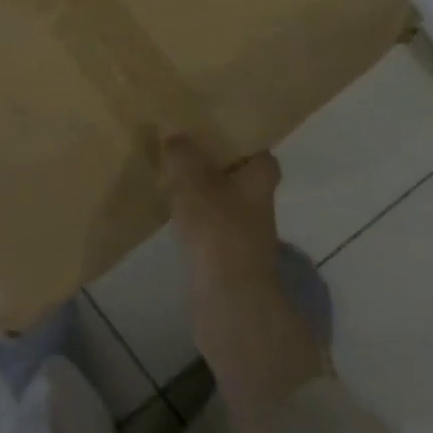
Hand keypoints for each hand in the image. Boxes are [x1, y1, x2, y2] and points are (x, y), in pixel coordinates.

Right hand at [162, 135, 330, 421]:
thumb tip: (174, 130)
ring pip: (225, 204)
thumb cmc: (218, 230)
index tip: (214, 133)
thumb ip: (183, 154)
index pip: (260, 154)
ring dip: (204, 195)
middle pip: (241, 179)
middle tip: (185, 152)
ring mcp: (246, 236)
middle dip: (217, 168)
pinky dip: (196, 221)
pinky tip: (173, 215)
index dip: (241, 143)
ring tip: (172, 179)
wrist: (230, 302)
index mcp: (260, 180)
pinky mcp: (229, 260)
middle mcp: (260, 205)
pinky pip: (212, 229)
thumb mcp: (194, 182)